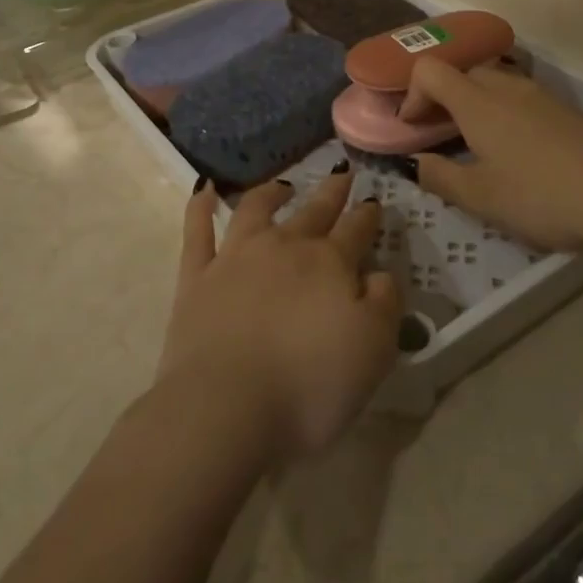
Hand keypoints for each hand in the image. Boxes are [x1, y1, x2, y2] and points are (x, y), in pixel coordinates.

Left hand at [158, 169, 400, 462]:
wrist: (226, 407)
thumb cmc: (310, 385)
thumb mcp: (374, 350)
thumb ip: (385, 302)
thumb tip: (380, 273)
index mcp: (329, 263)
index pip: (356, 229)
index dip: (368, 215)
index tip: (374, 202)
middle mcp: (283, 247)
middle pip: (313, 211)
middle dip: (332, 193)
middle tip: (343, 175)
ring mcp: (235, 257)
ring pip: (256, 209)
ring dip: (272, 192)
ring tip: (283, 185)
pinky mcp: (196, 277)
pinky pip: (197, 231)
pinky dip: (200, 207)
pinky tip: (203, 190)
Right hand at [399, 59, 582, 254]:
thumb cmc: (542, 196)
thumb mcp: (481, 198)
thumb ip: (440, 177)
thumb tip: (415, 163)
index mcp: (477, 102)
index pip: (430, 70)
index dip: (411, 94)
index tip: (413, 128)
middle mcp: (507, 87)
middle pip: (463, 71)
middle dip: (442, 96)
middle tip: (439, 133)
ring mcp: (542, 95)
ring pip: (495, 82)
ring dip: (475, 103)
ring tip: (477, 144)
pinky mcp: (568, 111)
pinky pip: (521, 98)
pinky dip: (504, 113)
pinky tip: (518, 152)